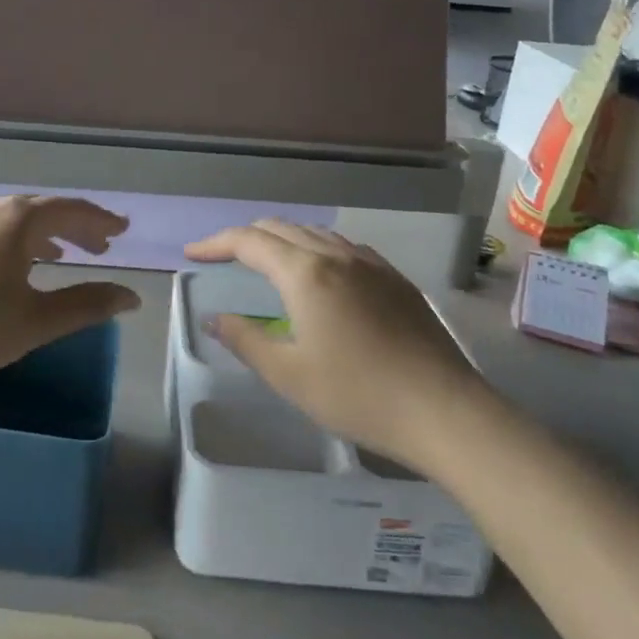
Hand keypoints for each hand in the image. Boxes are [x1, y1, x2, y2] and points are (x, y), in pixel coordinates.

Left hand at [0, 196, 139, 399]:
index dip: (100, 220)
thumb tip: (132, 297)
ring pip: (12, 219)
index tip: (122, 228)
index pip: (71, 210)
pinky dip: (12, 241)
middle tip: (100, 246)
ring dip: (43, 234)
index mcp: (17, 219)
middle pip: (42, 210)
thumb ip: (86, 304)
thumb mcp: (35, 321)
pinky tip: (9, 266)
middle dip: (74, 227)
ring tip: (61, 256)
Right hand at [182, 221, 480, 462]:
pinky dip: (315, 249)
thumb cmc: (358, 395)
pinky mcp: (395, 278)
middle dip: (245, 238)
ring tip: (266, 264)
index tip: (192, 255)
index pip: (249, 241)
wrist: (445, 411)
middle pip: (280, 228)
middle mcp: (336, 255)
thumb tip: (215, 318)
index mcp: (305, 273)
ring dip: (282, 240)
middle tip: (224, 259)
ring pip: (314, 233)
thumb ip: (245, 340)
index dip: (215, 243)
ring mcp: (370, 263)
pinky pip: (343, 247)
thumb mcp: (288, 375)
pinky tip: (320, 276)